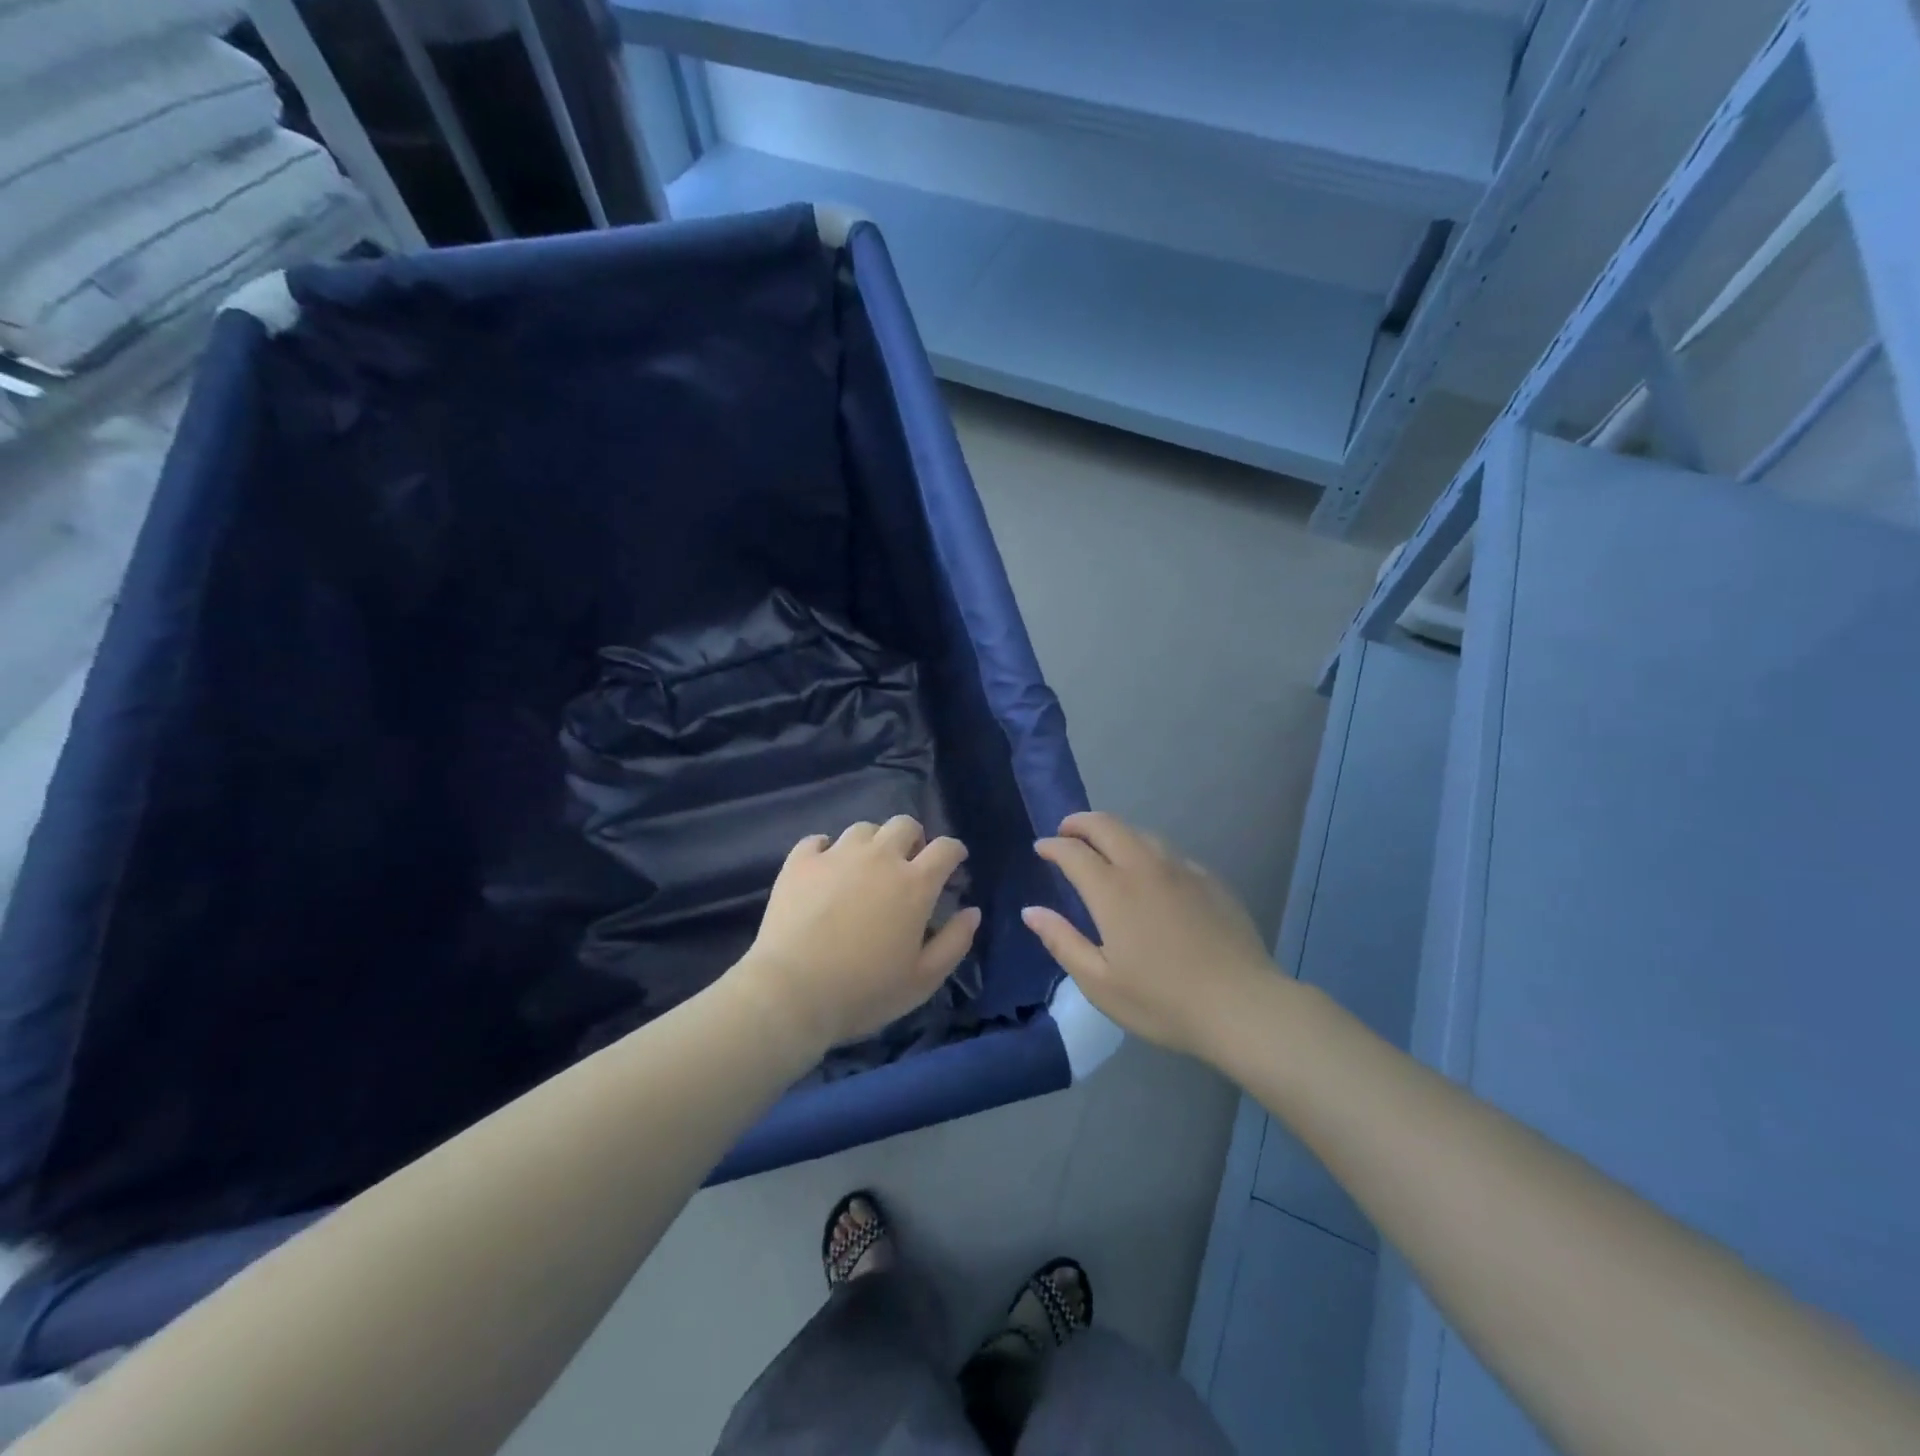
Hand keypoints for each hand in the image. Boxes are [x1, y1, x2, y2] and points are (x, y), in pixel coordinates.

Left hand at [735, 816, 979, 1056]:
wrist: (791, 993)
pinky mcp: (800, 862)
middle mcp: (879, 858)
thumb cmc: (865, 991)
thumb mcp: (923, 980)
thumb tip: (972, 911)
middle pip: (904, 824)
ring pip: (863, 829)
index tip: (954, 862)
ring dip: (873, 843)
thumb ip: (955, 942)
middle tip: (908, 863)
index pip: (945, 848)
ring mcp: (836, 855)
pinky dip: (826, 849)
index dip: (954, 851)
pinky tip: (826, 869)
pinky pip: (817, 840)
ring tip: (866, 867)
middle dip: (914, 838)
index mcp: (914, 883)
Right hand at [1024, 812, 1275, 1059]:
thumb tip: (1031, 911)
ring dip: (1114, 832)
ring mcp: (1182, 870)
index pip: (1074, 852)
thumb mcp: (1099, 983)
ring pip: (1141, 833)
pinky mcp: (1210, 880)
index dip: (1053, 846)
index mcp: (1113, 891)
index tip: (1041, 848)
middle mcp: (1145, 867)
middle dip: (1080, 822)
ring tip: (1103, 847)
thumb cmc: (1162, 1001)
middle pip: (1107, 825)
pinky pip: (1169, 852)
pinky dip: (1147, 850)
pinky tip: (1150, 872)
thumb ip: (1062, 941)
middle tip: (1066, 831)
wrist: (1242, 1005)